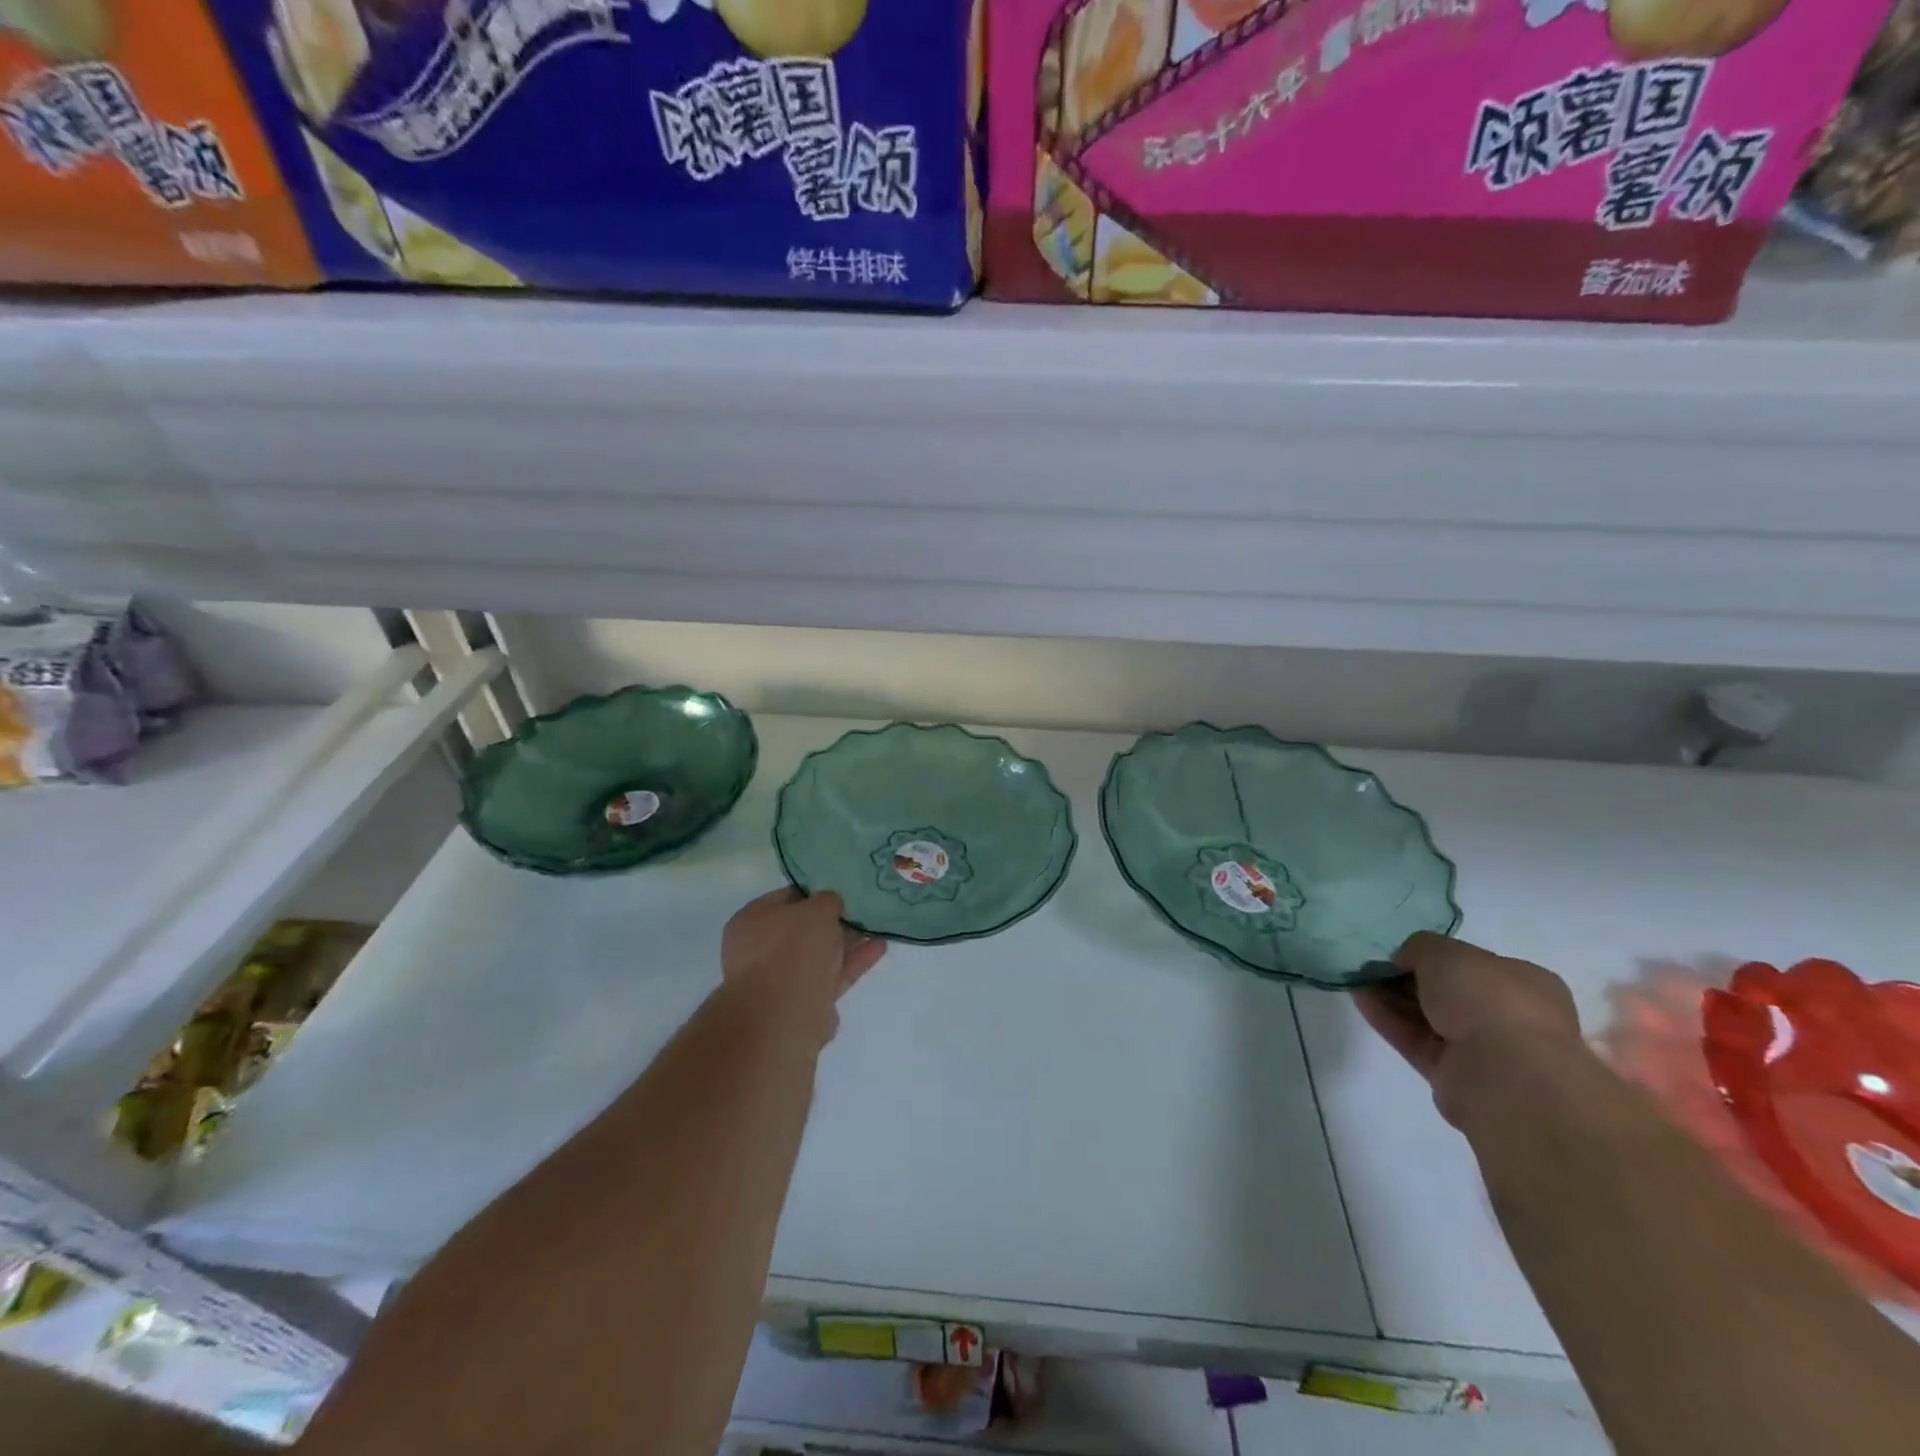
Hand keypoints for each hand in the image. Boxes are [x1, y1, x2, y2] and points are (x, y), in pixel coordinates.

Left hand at [721, 889, 886, 1040]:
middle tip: (862, 908)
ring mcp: (782, 978)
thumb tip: (830, 905)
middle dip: (832, 920)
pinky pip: (832, 974)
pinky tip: (879, 947)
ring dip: (847, 941)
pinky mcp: (805, 1001)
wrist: (785, 1014)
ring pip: (820, 953)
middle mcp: (761, 949)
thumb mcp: (817, 908)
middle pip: (803, 929)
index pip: (786, 898)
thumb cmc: (792, 948)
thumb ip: (828, 900)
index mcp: (752, 921)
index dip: (815, 892)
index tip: (840, 889)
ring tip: (877, 926)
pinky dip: (853, 962)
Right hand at [1354, 932, 1584, 1126]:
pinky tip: (1360, 999)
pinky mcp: (1455, 1077)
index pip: (1474, 965)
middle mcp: (1510, 1018)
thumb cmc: (1488, 998)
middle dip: (1408, 979)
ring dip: (1392, 998)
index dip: (1434, 957)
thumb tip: (1404, 961)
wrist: (1504, 1073)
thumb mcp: (1445, 951)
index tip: (1400, 952)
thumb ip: (1419, 948)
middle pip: (1448, 993)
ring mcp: (1484, 1051)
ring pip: (1429, 1018)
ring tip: (1357, 979)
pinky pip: (1416, 1041)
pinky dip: (1388, 1020)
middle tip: (1373, 966)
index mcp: (1526, 984)